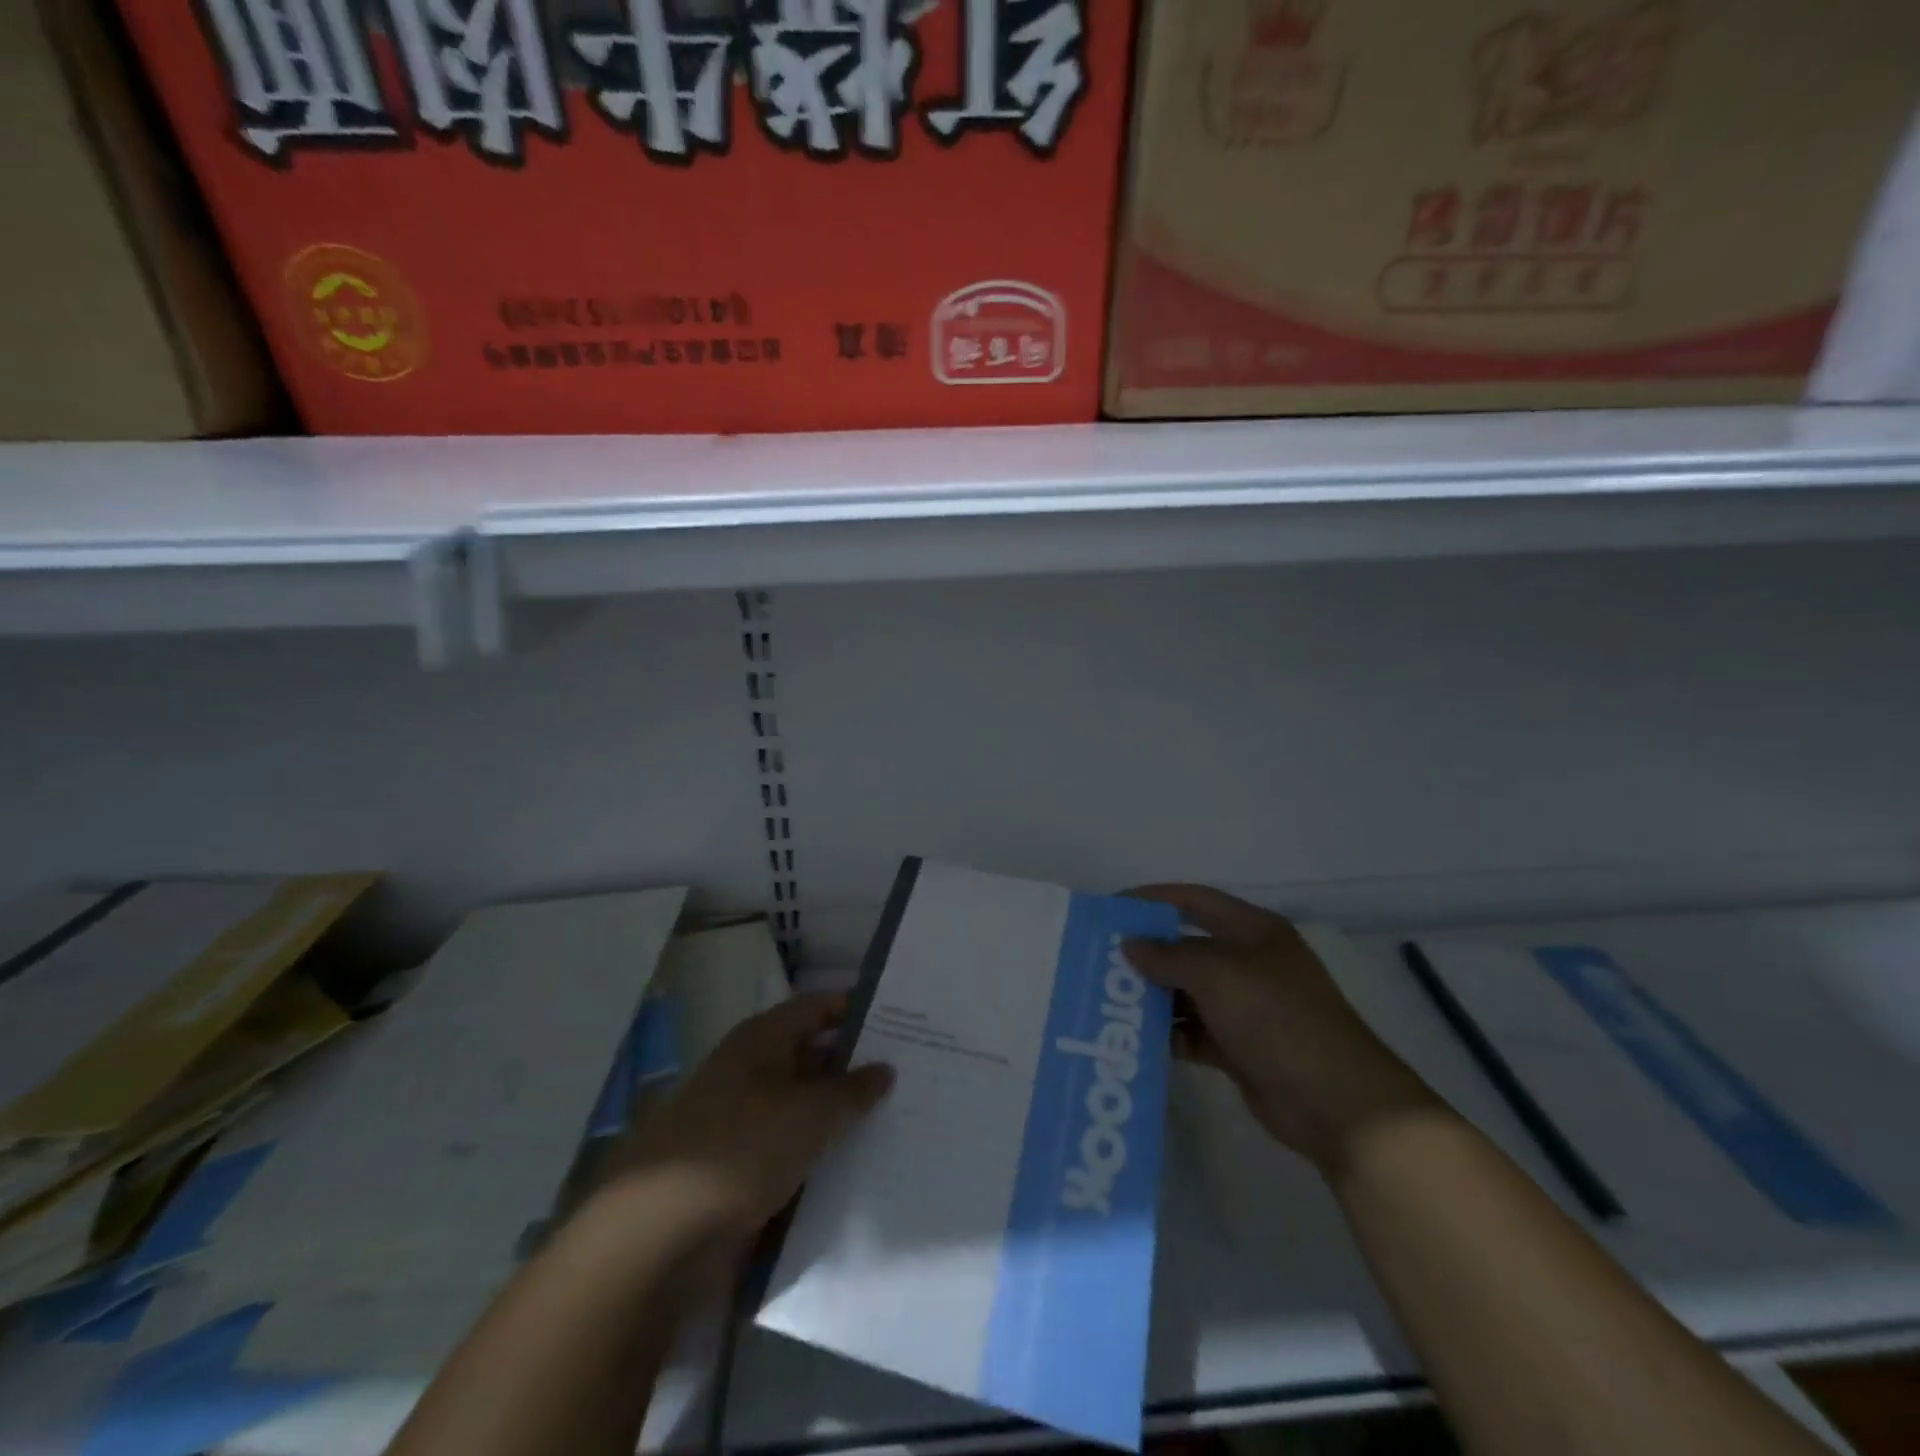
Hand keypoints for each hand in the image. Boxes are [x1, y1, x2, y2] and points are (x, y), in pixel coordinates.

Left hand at [606, 992, 893, 1244]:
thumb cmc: (740, 1148)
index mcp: (762, 1040)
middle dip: (857, 1067)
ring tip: (898, 1122)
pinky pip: (791, 1150)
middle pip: (813, 1056)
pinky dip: (820, 1154)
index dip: (858, 1009)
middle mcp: (751, 1071)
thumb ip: (852, 1089)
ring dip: (841, 1116)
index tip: (905, 1020)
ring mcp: (743, 1121)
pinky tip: (858, 1167)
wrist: (659, 1235)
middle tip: (913, 1076)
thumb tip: (884, 1068)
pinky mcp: (739, 1168)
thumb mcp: (809, 1112)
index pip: (819, 1008)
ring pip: (804, 1107)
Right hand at [1123, 885, 1439, 1172]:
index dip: (1152, 899)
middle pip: (1187, 948)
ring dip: (1152, 996)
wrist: (1336, 1101)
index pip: (1194, 901)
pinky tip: (1135, 1038)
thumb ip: (1168, 957)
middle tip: (1099, 959)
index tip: (1110, 908)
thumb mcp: (1218, 975)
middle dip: (1146, 953)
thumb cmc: (1276, 1017)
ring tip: (1107, 1000)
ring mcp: (1245, 1007)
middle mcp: (1248, 963)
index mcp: (1252, 931)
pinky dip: (1168, 1034)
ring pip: (1187, 992)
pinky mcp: (1239, 1047)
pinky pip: (1193, 1032)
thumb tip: (1130, 945)